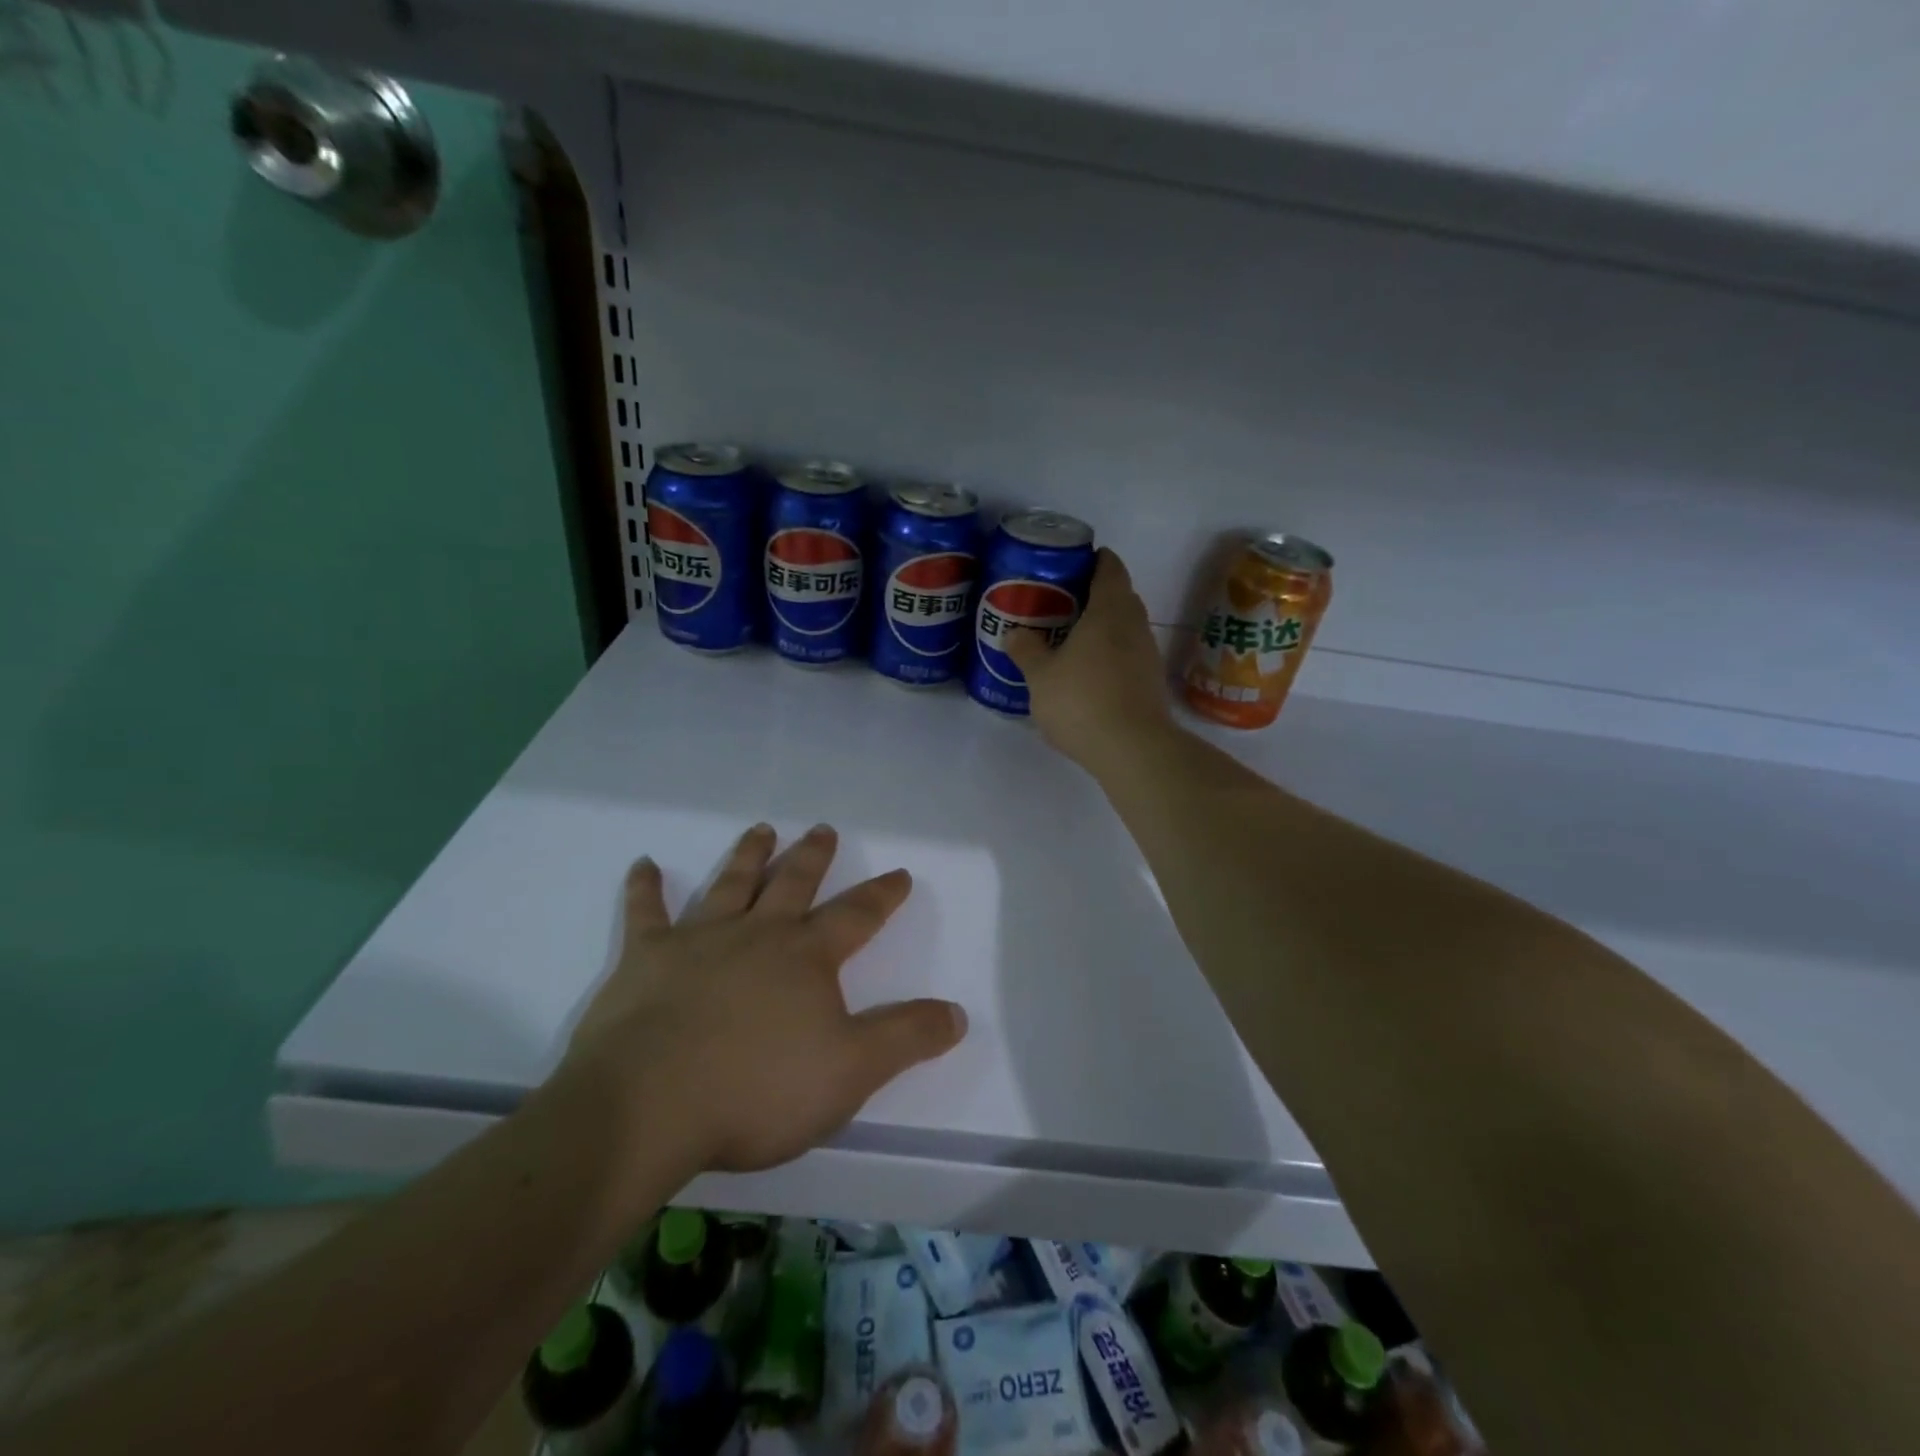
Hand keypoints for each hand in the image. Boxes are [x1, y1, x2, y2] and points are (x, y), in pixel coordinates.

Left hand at [563, 824, 966, 1174]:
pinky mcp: (645, 959)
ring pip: (731, 884)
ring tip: (762, 829)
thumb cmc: (758, 1090)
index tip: (900, 873)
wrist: (649, 1106)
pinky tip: (644, 865)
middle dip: (813, 856)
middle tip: (823, 829)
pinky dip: (644, 889)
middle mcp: (757, 934)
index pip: (856, 916)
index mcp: (806, 957)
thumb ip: (906, 1038)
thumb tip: (956, 1013)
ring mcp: (699, 940)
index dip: (882, 895)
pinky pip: (645, 913)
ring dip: (748, 855)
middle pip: (793, 883)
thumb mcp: (851, 1071)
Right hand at [1004, 547, 1175, 773]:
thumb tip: (1014, 633)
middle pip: (1120, 596)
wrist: (1133, 749)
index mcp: (1109, 610)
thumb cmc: (1082, 700)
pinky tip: (1088, 673)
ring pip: (1125, 628)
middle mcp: (1135, 624)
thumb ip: (1026, 650)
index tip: (1074, 562)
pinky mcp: (1151, 682)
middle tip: (1062, 602)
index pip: (1110, 568)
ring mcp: (1148, 654)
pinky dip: (1110, 655)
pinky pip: (1129, 655)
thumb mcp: (1039, 676)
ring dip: (1103, 628)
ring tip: (1071, 639)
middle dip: (1095, 594)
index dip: (1095, 559)